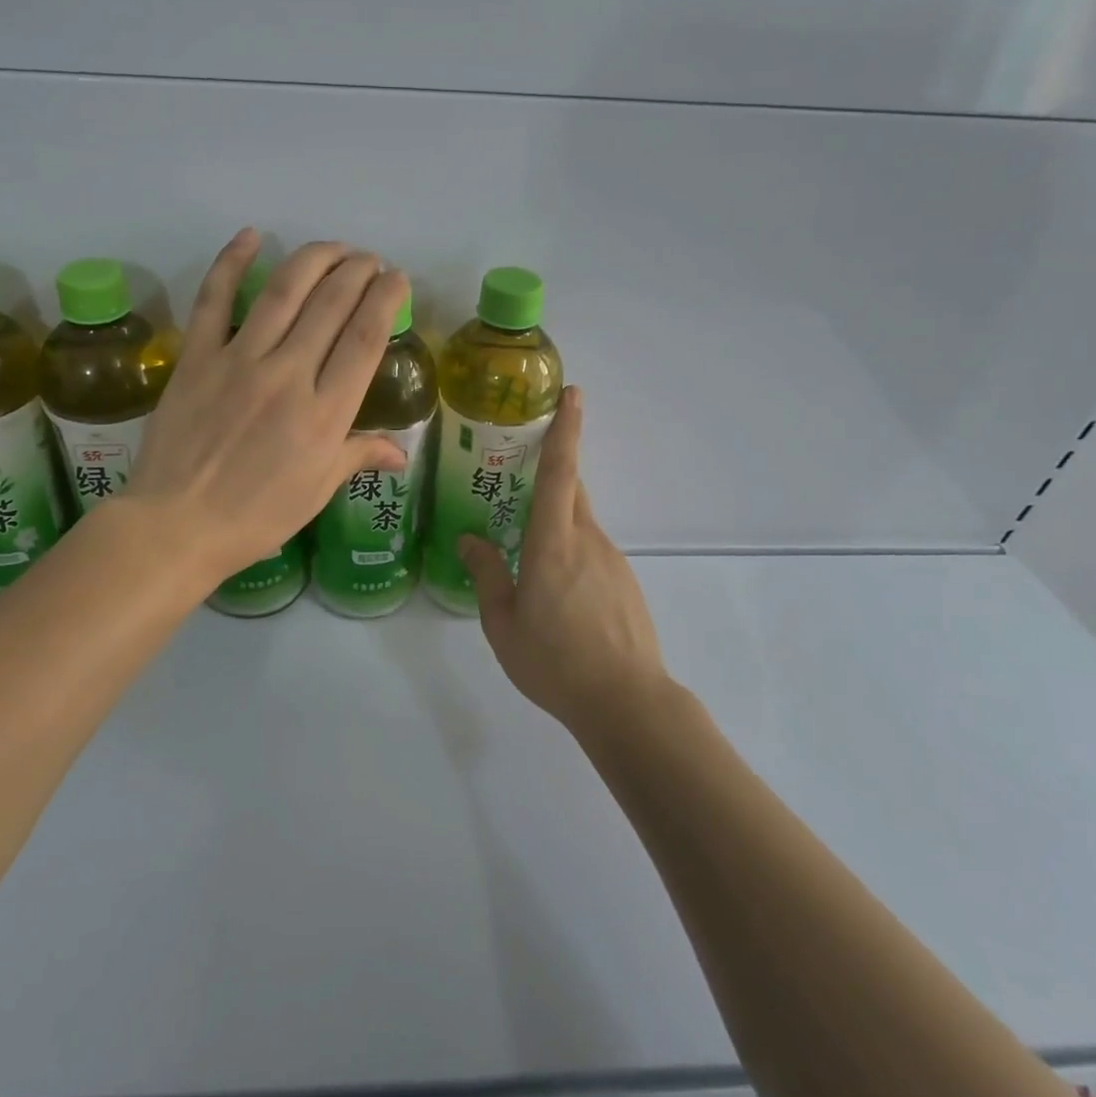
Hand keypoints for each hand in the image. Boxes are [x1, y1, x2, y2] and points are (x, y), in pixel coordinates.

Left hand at [125, 230, 409, 583]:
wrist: (177, 525)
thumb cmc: (256, 517)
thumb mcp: (316, 491)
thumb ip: (357, 456)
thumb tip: (400, 453)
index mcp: (325, 414)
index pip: (364, 339)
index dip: (384, 300)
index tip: (396, 279)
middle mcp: (289, 376)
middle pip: (331, 306)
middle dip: (357, 272)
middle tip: (369, 260)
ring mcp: (239, 361)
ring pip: (283, 292)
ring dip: (314, 259)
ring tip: (335, 247)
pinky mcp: (197, 357)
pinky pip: (214, 300)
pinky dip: (231, 262)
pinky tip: (252, 235)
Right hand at [459, 388, 667, 730]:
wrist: (626, 703)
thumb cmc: (555, 661)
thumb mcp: (503, 623)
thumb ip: (486, 575)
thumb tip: (469, 541)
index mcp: (553, 543)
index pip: (561, 472)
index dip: (566, 430)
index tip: (573, 394)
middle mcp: (587, 540)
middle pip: (572, 490)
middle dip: (553, 471)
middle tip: (521, 471)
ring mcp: (611, 561)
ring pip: (580, 523)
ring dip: (556, 524)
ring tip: (528, 556)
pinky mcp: (625, 583)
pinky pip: (591, 552)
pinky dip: (571, 554)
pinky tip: (558, 594)